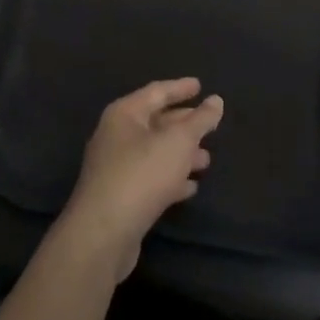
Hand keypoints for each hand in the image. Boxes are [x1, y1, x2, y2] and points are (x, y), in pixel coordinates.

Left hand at [55, 78, 223, 278]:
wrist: (104, 233)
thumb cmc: (142, 174)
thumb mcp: (178, 142)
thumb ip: (200, 120)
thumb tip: (216, 100)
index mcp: (125, 114)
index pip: (157, 92)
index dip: (180, 88)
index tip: (201, 86)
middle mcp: (116, 135)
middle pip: (156, 122)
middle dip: (184, 124)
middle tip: (210, 126)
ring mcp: (116, 167)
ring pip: (155, 152)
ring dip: (181, 154)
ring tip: (207, 160)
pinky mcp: (120, 196)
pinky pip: (150, 178)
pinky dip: (171, 178)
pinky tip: (190, 187)